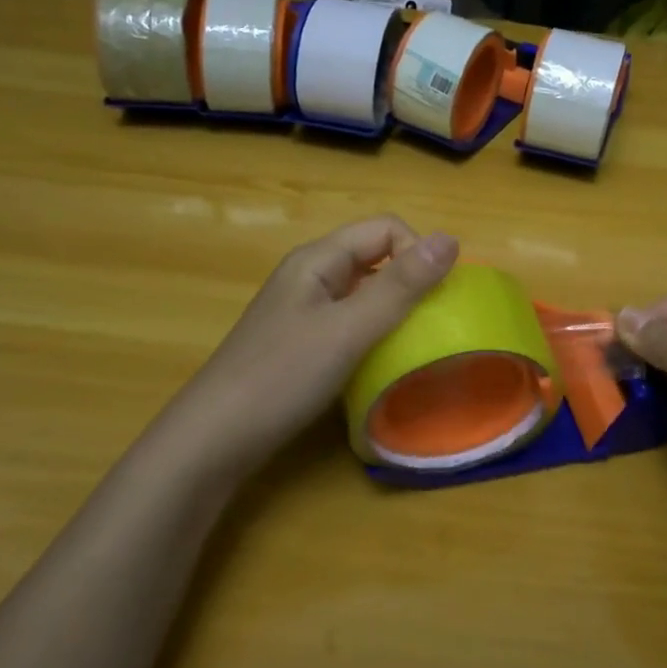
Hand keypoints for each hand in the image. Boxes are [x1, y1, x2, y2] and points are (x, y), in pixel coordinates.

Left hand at [167, 216, 457, 471]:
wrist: (214, 439)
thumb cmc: (283, 376)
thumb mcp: (349, 329)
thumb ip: (401, 286)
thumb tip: (452, 239)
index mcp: (319, 259)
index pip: (386, 228)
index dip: (417, 252)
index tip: (433, 298)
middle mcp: (311, 274)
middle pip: (376, 256)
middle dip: (410, 281)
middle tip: (430, 324)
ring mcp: (304, 309)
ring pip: (365, 291)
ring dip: (394, 309)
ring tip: (411, 343)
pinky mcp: (302, 341)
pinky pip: (351, 320)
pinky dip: (374, 332)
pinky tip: (379, 362)